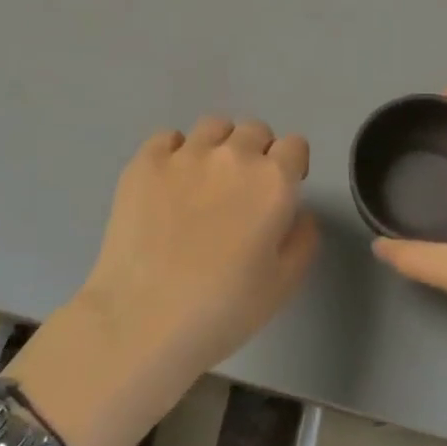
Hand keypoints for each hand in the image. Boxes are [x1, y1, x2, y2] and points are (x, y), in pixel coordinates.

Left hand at [6, 117, 314, 445]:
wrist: (143, 320)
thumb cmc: (223, 309)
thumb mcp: (284, 284)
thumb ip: (303, 238)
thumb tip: (297, 213)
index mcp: (273, 182)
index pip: (295, 145)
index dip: (292, 165)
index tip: (281, 190)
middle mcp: (233, 156)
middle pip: (255, 129)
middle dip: (257, 152)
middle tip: (243, 188)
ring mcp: (185, 154)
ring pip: (213, 126)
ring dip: (219, 145)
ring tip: (205, 178)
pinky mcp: (144, 162)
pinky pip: (168, 137)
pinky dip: (174, 151)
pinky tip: (169, 182)